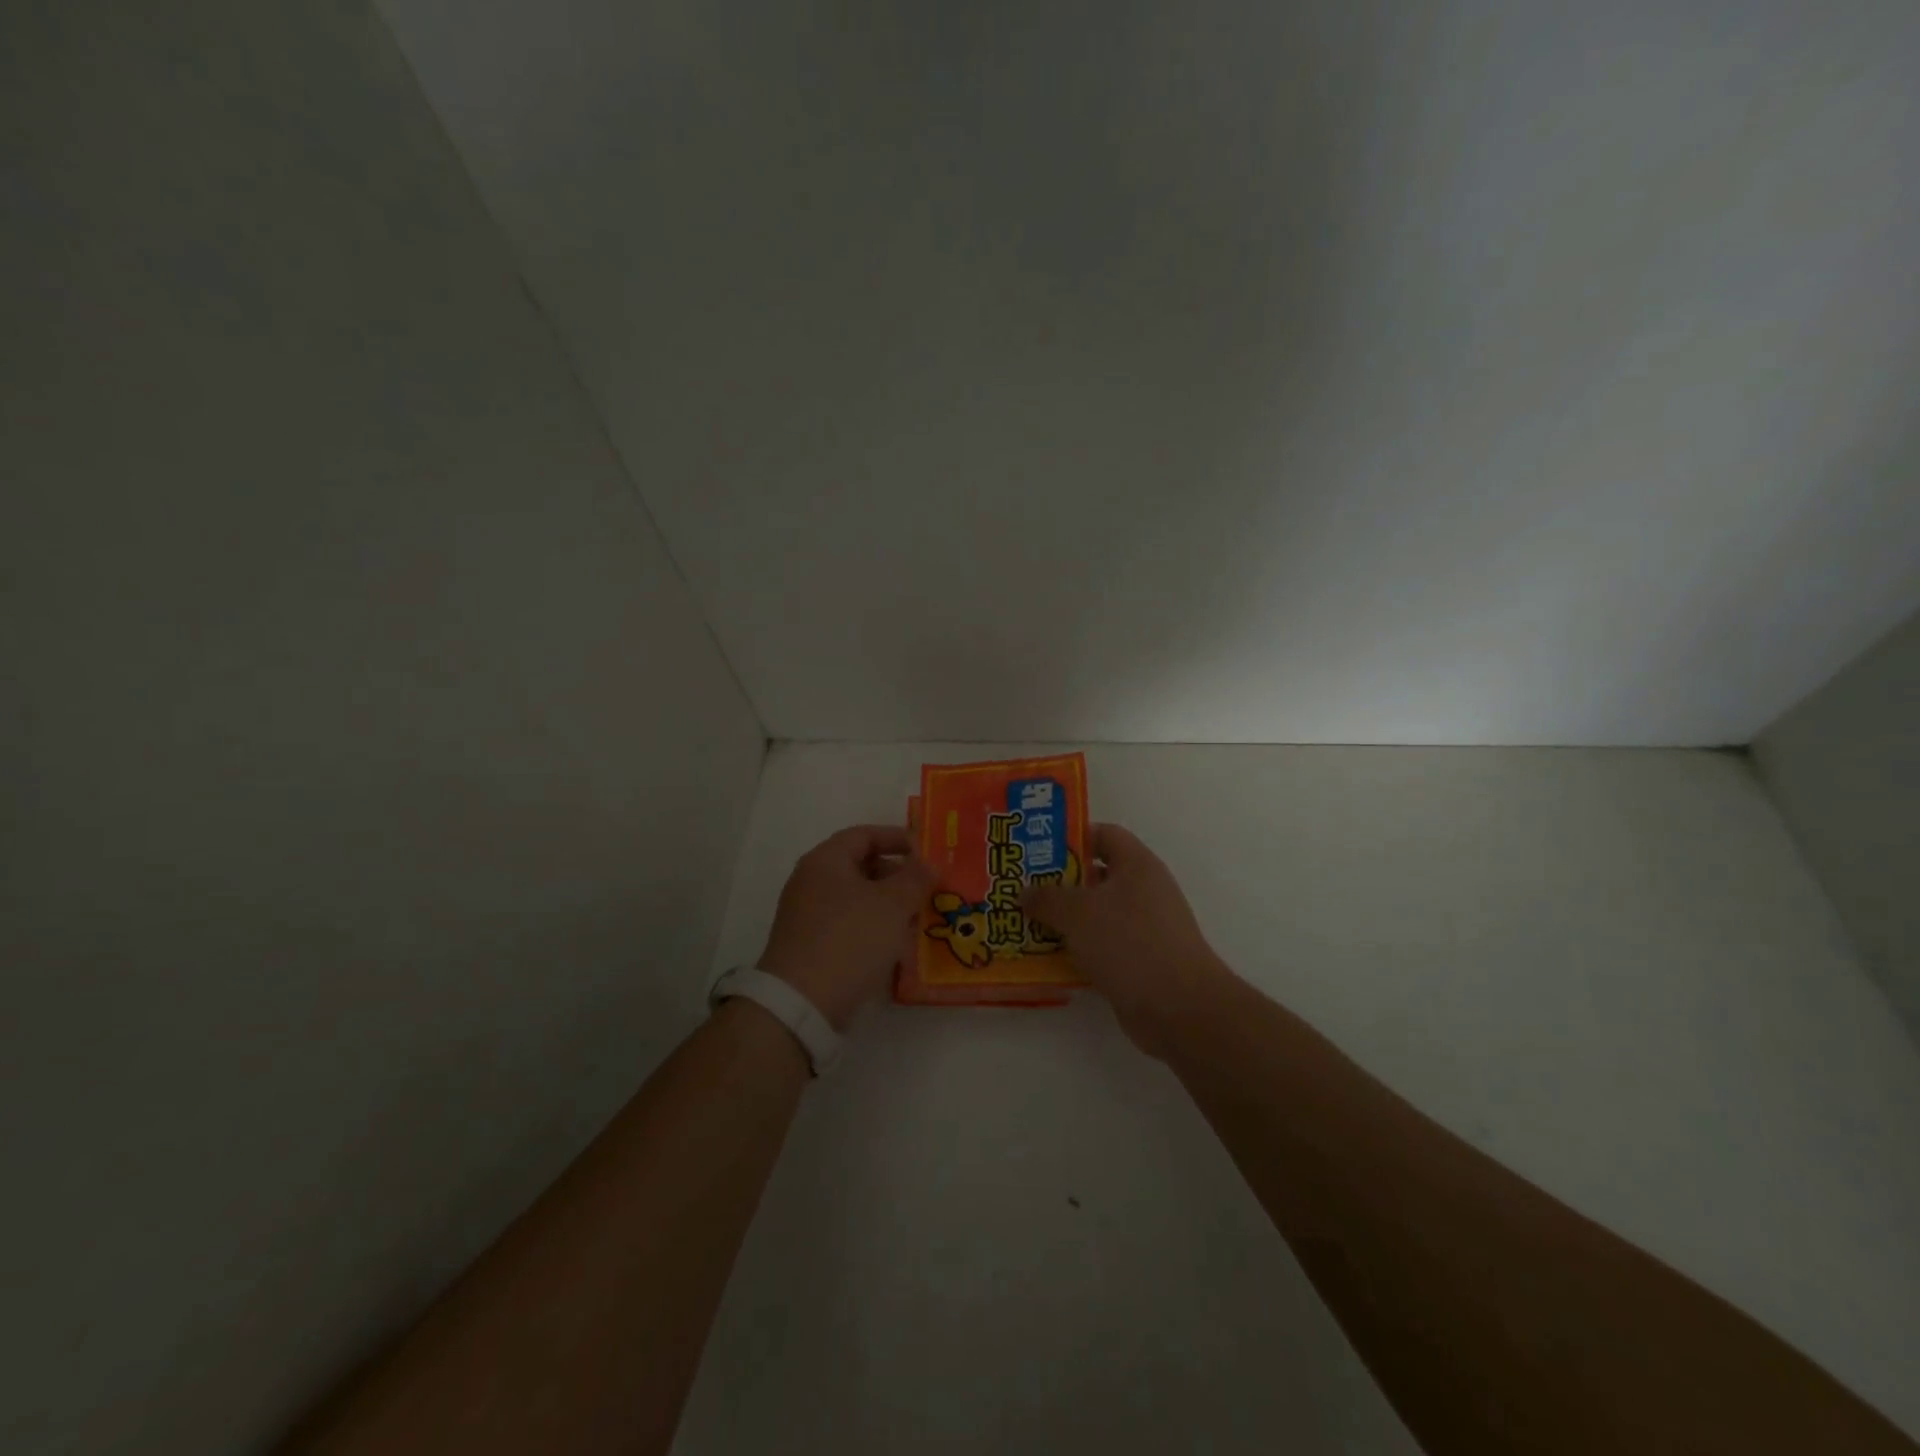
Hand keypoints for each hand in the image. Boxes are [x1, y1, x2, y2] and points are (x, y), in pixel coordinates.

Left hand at [758, 825, 934, 1030]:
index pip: (864, 834)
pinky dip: (874, 927)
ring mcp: (807, 915)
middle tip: (927, 888)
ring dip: (888, 904)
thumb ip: (915, 878)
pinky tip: (896, 945)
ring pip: (857, 898)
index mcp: (826, 860)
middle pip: (860, 865)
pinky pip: (849, 925)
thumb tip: (928, 863)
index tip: (927, 851)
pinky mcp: (810, 946)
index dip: (898, 838)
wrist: (801, 1004)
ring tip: (919, 918)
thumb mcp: (892, 904)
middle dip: (897, 874)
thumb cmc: (849, 940)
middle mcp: (811, 881)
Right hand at [1023, 824, 1233, 1056]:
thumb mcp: (1078, 913)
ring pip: (1096, 915)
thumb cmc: (1129, 943)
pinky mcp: (1139, 962)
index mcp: (1137, 865)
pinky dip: (1076, 950)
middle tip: (1022, 887)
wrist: (1179, 1009)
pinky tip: (1046, 957)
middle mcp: (1143, 891)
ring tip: (1025, 922)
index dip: (1072, 837)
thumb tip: (1025, 892)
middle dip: (1058, 882)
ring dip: (1064, 920)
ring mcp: (1144, 928)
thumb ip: (1047, 898)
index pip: (1104, 834)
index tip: (1037, 848)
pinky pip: (1101, 946)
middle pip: (1096, 876)